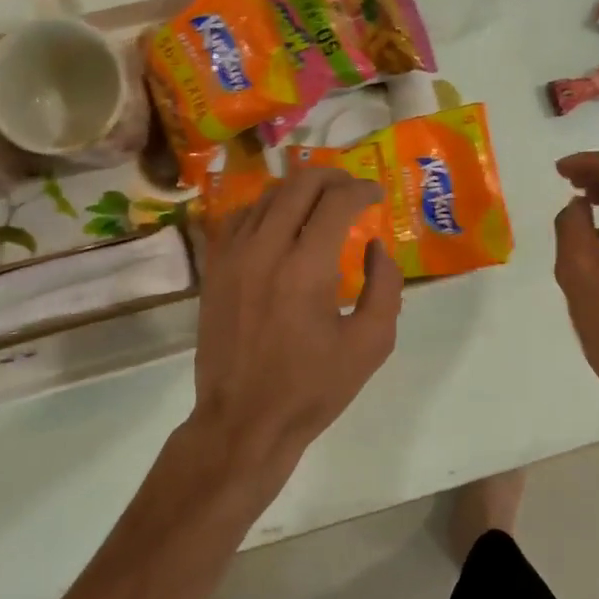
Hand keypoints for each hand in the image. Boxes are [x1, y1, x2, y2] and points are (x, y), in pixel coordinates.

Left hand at [192, 166, 402, 505]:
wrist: (243, 421)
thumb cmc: (313, 388)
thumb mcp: (371, 344)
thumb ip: (385, 287)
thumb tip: (375, 246)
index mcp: (306, 268)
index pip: (336, 201)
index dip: (362, 190)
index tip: (376, 195)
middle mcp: (264, 250)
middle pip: (299, 185)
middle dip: (332, 177)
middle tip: (352, 189)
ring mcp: (232, 257)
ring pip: (267, 196)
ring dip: (299, 191)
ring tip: (321, 203)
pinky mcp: (214, 270)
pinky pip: (240, 218)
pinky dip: (267, 209)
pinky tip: (281, 224)